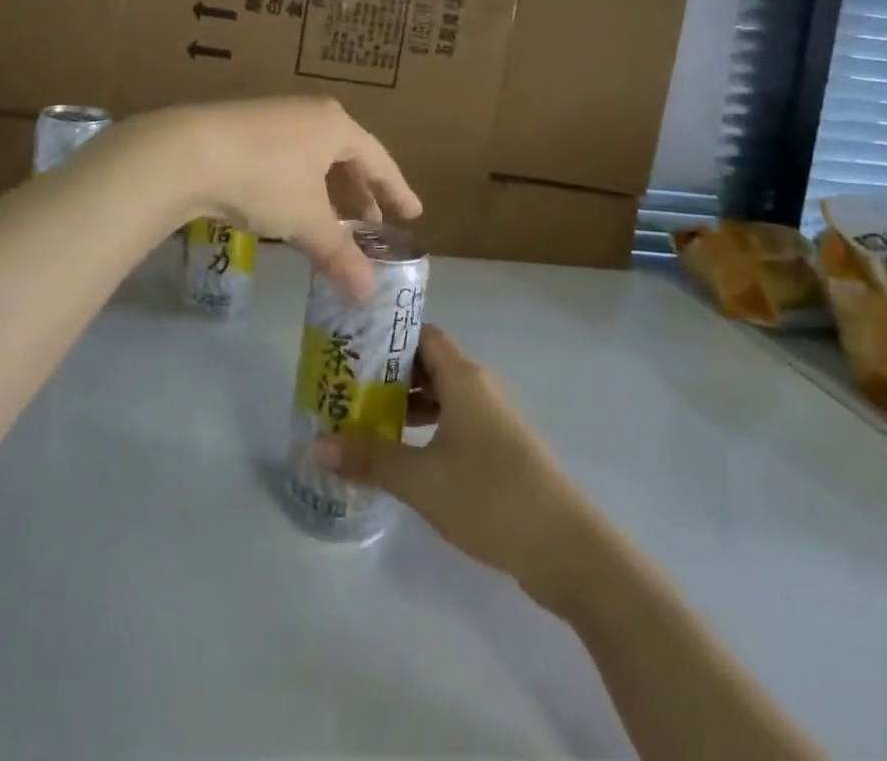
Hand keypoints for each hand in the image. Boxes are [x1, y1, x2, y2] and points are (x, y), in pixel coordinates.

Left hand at [141, 97, 420, 296]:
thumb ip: (340, 255)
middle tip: (371, 223)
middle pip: (346, 155)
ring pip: (314, 157)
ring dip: (327, 190)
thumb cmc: (264, 178)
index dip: (396, 190)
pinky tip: (289, 207)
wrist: (187, 152)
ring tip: (332, 221)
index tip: (412, 213)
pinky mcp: (242, 128)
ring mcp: (274, 117)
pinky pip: (287, 157)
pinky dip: (299, 184)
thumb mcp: (307, 220)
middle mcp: (309, 114)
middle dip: (359, 192)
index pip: (379, 160)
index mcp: (335, 125)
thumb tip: (368, 294)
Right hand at [316, 325, 591, 602]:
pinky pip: (453, 423)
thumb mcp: (421, 479)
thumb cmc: (491, 497)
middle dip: (387, 374)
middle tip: (346, 387)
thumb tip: (317, 445)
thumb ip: (370, 459)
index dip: (385, 336)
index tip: (350, 347)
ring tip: (364, 421)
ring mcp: (491, 420)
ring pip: (440, 396)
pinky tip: (403, 456)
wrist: (569, 551)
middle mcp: (478, 388)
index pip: (420, 334)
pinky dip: (426, 429)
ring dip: (405, 405)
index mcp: (463, 377)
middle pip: (426, 364)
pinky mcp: (498, 451)